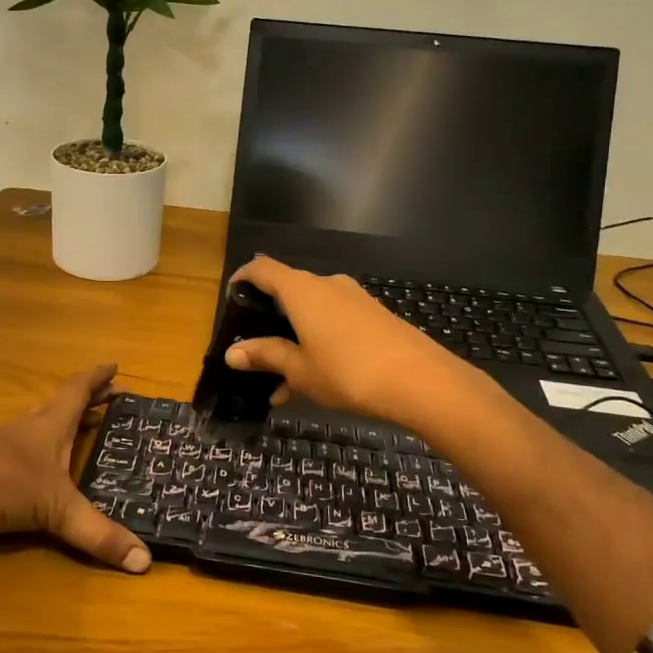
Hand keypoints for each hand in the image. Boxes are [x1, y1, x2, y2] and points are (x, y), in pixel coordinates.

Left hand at [0, 363, 149, 573]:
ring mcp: (1, 443)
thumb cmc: (3, 483)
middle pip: (60, 404)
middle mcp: (27, 427)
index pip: (78, 391)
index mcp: (50, 425)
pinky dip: (37, 448)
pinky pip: (19, 447)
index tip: (114, 366)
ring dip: (60, 422)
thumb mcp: (57, 510)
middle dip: (87, 401)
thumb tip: (145, 561)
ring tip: (77, 427)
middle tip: (108, 398)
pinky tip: (35, 466)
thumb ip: (97, 534)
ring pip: (37, 424)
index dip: (98, 378)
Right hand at [224, 257, 478, 427]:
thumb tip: (232, 353)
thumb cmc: (349, 372)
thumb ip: (266, 356)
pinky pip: (335, 323)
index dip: (243, 278)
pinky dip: (318, 343)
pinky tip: (317, 381)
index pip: (263, 269)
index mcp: (302, 291)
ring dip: (294, 339)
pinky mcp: (375, 316)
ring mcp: (355, 299)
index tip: (231, 297)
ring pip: (312, 312)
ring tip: (282, 383)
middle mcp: (327, 285)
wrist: (422, 381)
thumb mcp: (300, 370)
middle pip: (288, 291)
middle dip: (269, 320)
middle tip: (254, 350)